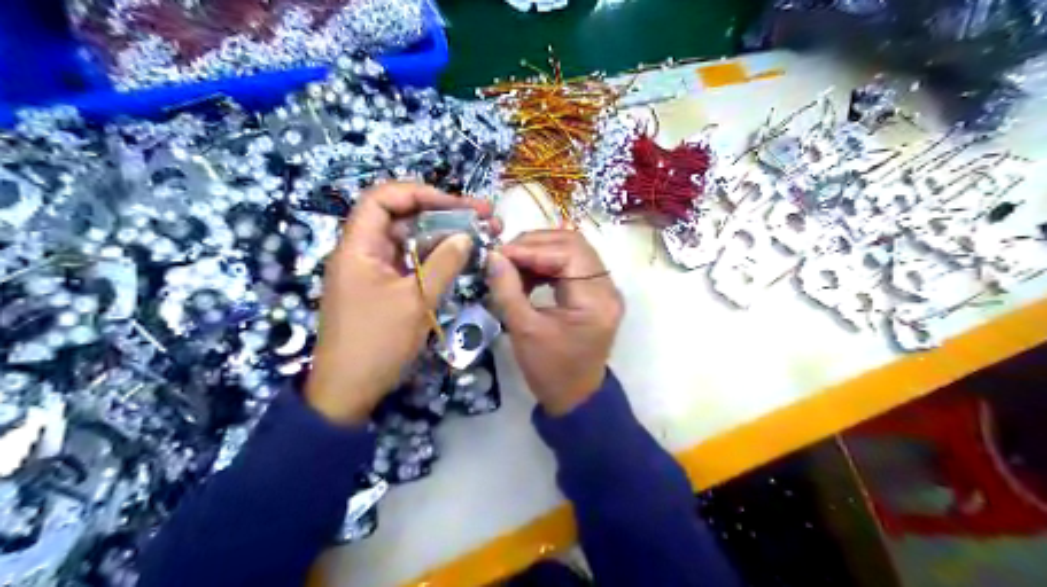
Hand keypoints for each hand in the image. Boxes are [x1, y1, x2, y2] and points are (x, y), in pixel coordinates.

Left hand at [307, 181, 496, 421]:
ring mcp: (372, 271)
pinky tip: (458, 259)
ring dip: (441, 235)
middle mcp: (362, 251)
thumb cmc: (377, 342)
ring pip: (408, 240)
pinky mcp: (382, 288)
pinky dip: (432, 257)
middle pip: (400, 217)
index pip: (383, 199)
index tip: (456, 204)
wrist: (348, 390)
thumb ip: (442, 264)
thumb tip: (465, 236)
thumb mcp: (415, 301)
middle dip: (441, 212)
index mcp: (358, 247)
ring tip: (479, 235)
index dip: (419, 193)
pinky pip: (409, 262)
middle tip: (482, 217)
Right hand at [488, 230, 624, 416]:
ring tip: (511, 266)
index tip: (498, 254)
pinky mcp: (595, 293)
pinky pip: (572, 265)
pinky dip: (547, 264)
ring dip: (539, 252)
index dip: (530, 248)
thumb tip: (493, 255)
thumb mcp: (524, 330)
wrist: (574, 397)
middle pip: (573, 244)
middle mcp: (607, 288)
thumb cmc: (550, 370)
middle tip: (503, 256)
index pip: (567, 253)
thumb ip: (507, 289)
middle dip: (534, 244)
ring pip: (572, 251)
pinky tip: (526, 275)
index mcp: (595, 299)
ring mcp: (604, 289)